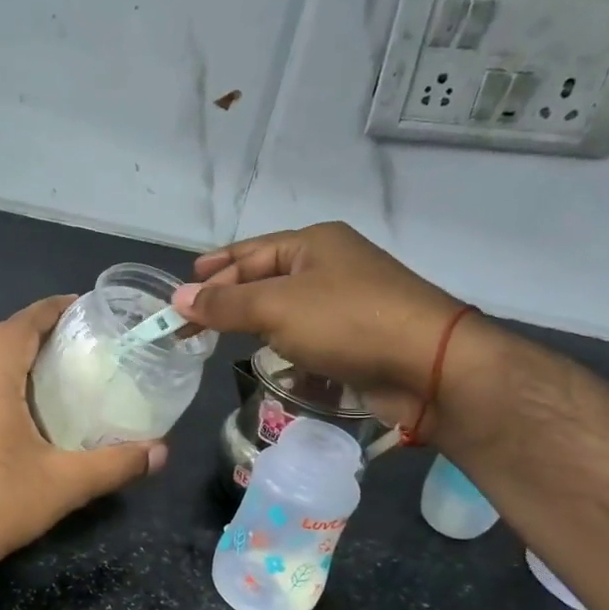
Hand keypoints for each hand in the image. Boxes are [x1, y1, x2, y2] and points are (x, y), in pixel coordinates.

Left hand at [0, 296, 165, 571]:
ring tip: (52, 364)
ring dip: (13, 352)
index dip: (51, 309)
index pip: (20, 324)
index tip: (81, 306)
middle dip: (36, 328)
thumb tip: (161, 453)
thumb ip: (116, 464)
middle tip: (75, 337)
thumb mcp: (64, 484)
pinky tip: (18, 402)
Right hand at [172, 222, 466, 428]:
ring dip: (255, 321)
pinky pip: (307, 333)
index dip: (214, 271)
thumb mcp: (276, 307)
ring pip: (287, 307)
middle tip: (192, 319)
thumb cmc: (347, 322)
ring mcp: (349, 301)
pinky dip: (283, 342)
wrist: (430, 366)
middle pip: (266, 277)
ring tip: (220, 336)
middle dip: (229, 297)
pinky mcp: (359, 336)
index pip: (249, 252)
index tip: (181, 291)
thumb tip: (177, 298)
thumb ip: (224, 304)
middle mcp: (331, 265)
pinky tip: (266, 356)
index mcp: (314, 243)